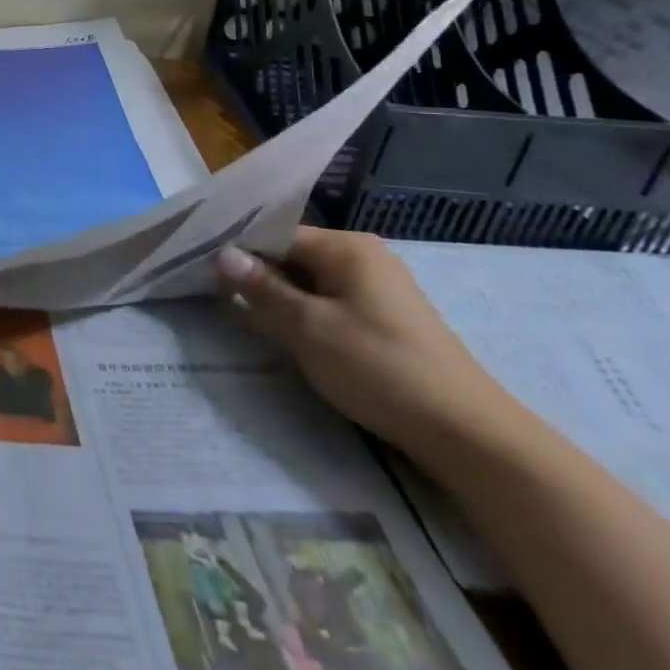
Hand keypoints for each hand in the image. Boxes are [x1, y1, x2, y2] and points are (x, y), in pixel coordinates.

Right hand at [214, 228, 523, 461]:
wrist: (466, 433)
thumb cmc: (379, 368)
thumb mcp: (308, 327)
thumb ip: (262, 288)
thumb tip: (222, 254)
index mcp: (346, 247)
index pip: (276, 235)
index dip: (240, 253)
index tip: (204, 273)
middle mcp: (363, 257)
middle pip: (292, 256)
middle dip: (259, 277)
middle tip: (220, 300)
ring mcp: (377, 288)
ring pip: (309, 282)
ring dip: (280, 300)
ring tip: (249, 320)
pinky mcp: (384, 318)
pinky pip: (329, 303)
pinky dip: (305, 315)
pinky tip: (290, 337)